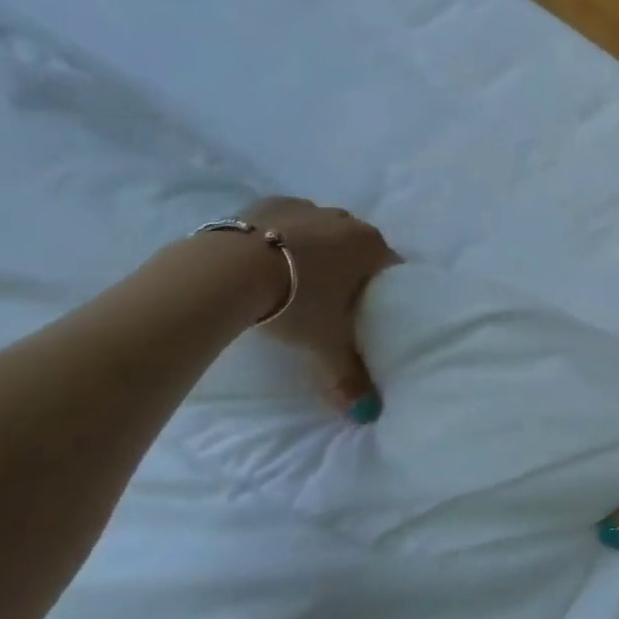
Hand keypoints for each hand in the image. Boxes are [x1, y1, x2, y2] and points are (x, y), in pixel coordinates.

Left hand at [238, 196, 399, 408]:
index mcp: (369, 246)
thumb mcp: (326, 344)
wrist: (226, 272)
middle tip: (333, 300)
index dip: (383, 288)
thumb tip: (369, 415)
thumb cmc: (295, 303)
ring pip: (322, 230)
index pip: (391, 266)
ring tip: (295, 281)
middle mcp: (344, 219)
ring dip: (316, 250)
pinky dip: (282, 238)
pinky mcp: (265, 203)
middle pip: (357, 245)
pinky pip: (285, 221)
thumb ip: (350, 377)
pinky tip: (267, 260)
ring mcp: (304, 207)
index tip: (369, 309)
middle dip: (350, 267)